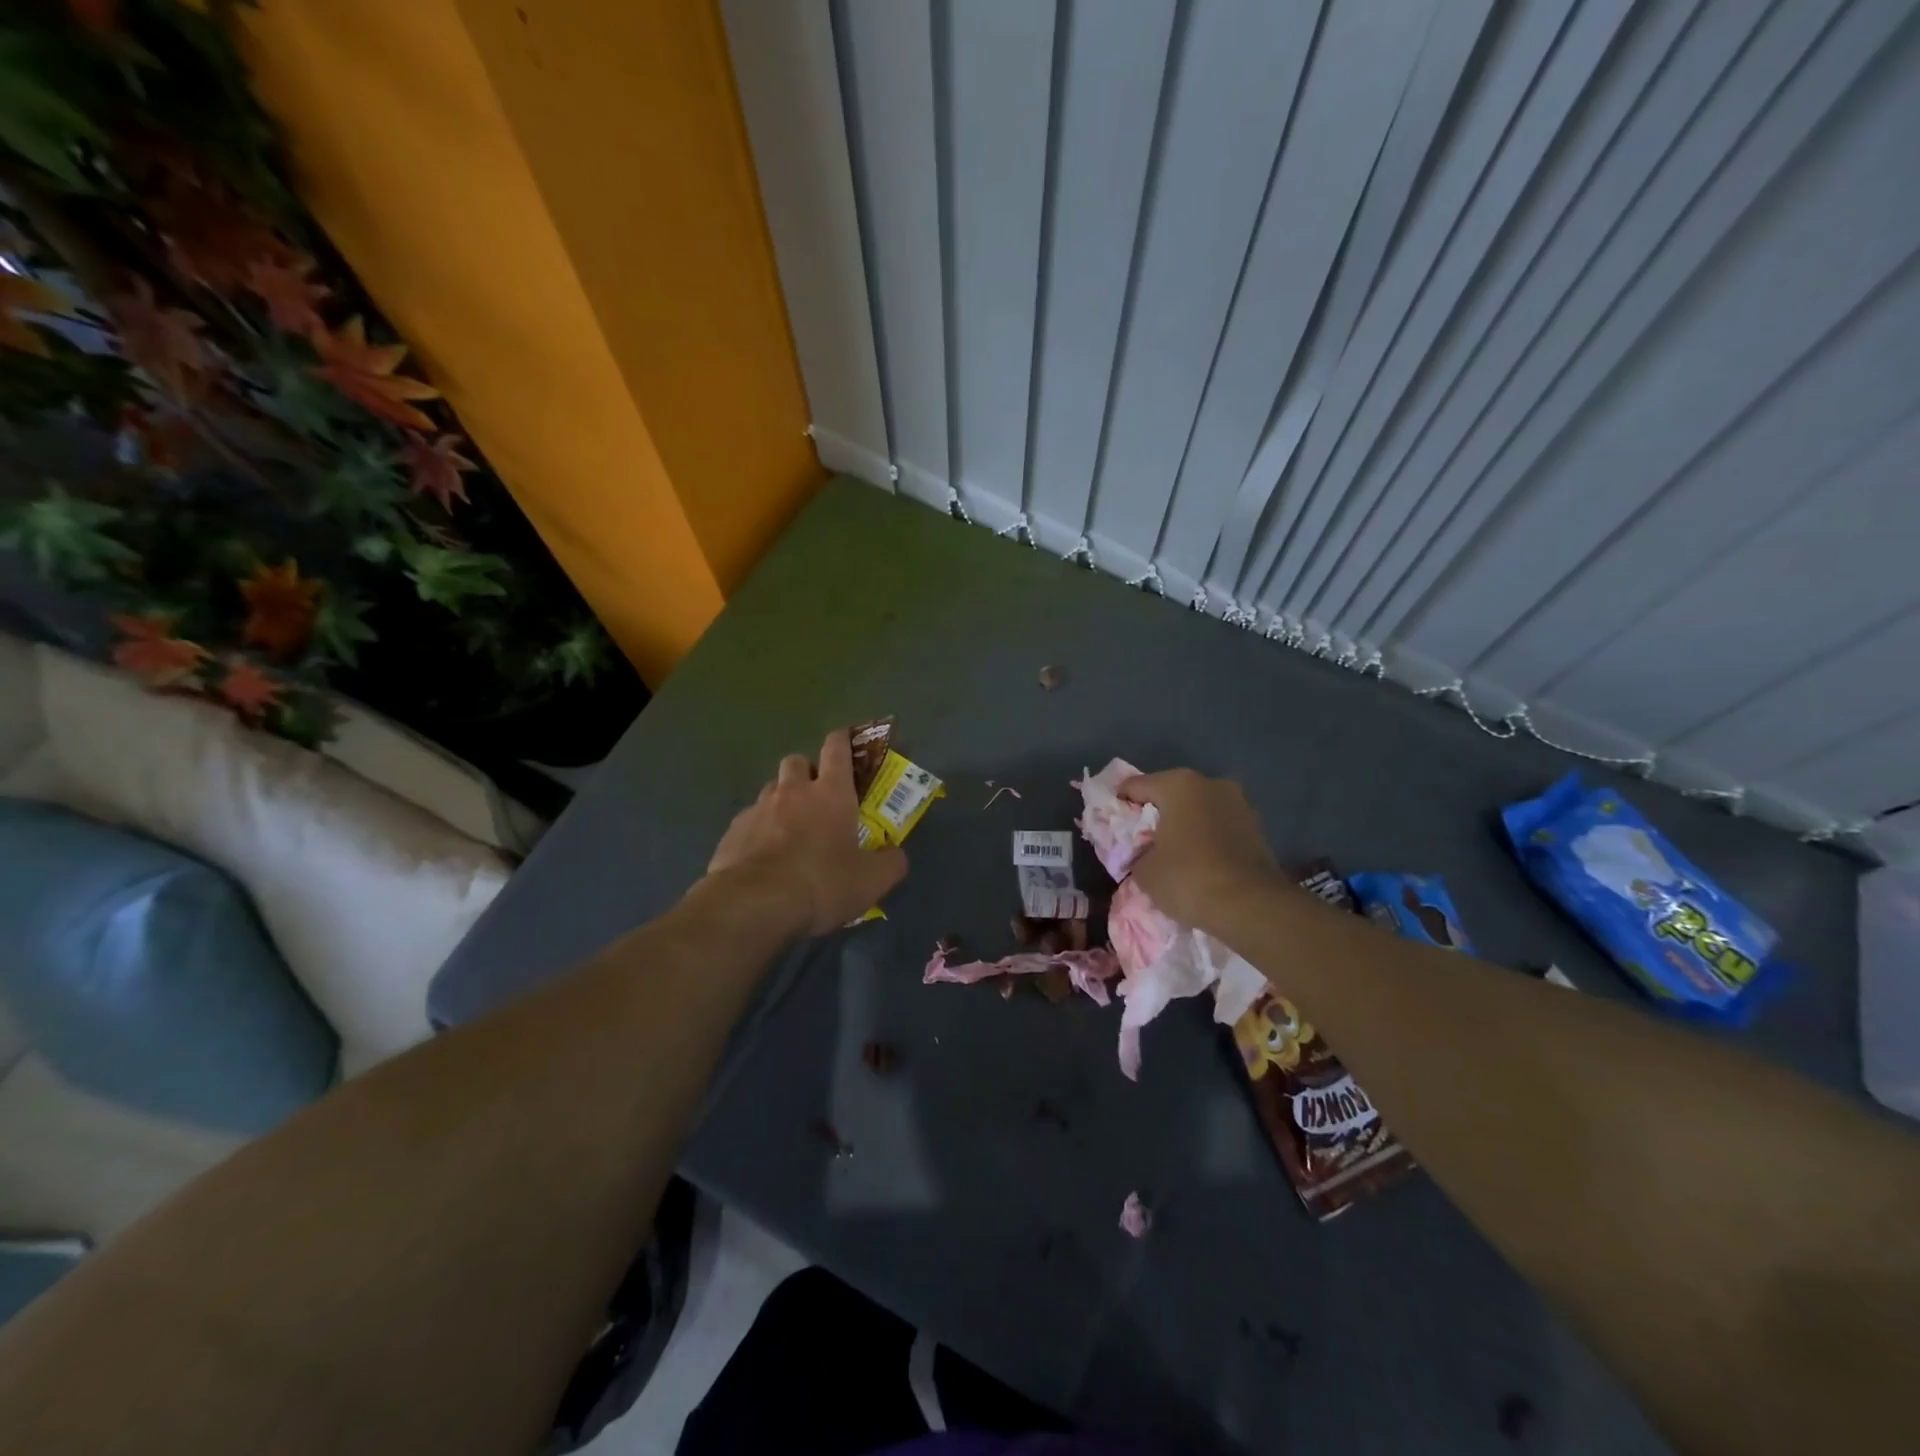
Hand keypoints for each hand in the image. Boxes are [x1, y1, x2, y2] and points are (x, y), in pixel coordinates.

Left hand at [705, 729, 907, 935]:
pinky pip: (748, 820)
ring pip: (770, 789)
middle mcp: (792, 792)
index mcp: (831, 793)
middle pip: (796, 761)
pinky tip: (762, 855)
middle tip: (816, 796)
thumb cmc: (822, 884)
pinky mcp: (732, 832)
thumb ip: (890, 863)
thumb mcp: (871, 881)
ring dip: (781, 799)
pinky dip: (758, 830)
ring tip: (788, 828)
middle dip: (806, 771)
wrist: (754, 905)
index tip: (844, 738)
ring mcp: (758, 809)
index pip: (836, 750)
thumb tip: (896, 854)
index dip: (841, 740)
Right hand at [1119, 768, 1286, 931]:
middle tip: (1142, 842)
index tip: (1113, 829)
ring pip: (1197, 809)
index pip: (1134, 786)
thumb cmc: (1188, 878)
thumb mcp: (1144, 870)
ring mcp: (1238, 802)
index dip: (1119, 806)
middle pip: (1169, 794)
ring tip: (1173, 854)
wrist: (1251, 906)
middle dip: (1154, 814)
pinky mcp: (1257, 826)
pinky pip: (1219, 825)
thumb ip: (1136, 853)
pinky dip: (1206, 837)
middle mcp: (1210, 783)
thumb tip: (1143, 853)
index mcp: (1177, 784)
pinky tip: (1199, 861)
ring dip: (1183, 824)